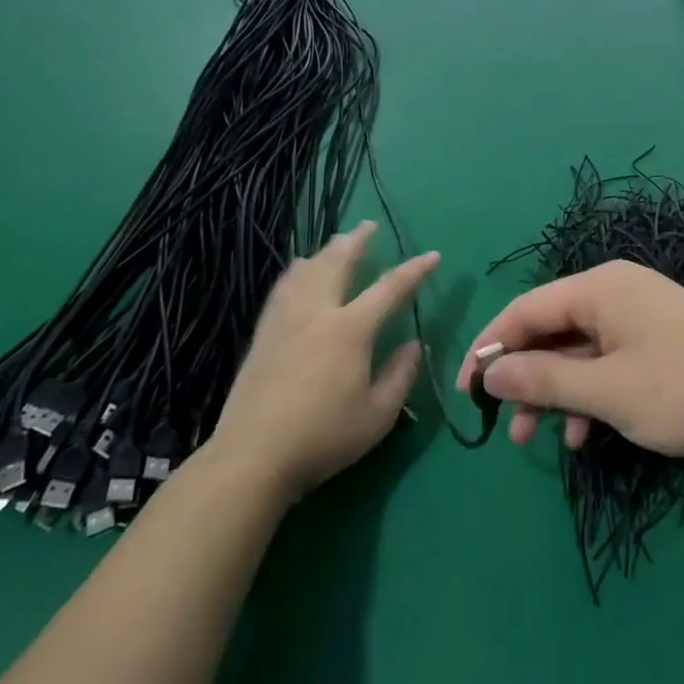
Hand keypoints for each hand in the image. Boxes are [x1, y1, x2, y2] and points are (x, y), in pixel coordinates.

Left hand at [210, 221, 433, 496]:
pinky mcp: (263, 336)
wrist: (252, 458)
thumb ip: (400, 376)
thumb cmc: (323, 437)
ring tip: (334, 242)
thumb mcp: (377, 415)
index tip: (432, 255)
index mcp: (350, 329)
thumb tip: (415, 345)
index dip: (414, 270)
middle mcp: (317, 314)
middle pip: (338, 264)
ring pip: (306, 272)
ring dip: (325, 252)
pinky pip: (281, 290)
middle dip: (356, 242)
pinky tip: (295, 272)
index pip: (390, 288)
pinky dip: (295, 273)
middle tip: (368, 225)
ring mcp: (285, 322)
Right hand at [455, 260, 683, 461]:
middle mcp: (616, 291)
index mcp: (600, 287)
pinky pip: (606, 360)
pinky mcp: (657, 340)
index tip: (465, 390)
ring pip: (577, 350)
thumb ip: (543, 379)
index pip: (526, 308)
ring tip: (532, 438)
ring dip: (553, 392)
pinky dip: (588, 394)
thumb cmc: (683, 390)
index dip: (490, 347)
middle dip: (523, 376)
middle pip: (551, 328)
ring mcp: (640, 315)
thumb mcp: (606, 390)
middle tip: (502, 422)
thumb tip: (489, 371)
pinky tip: (583, 435)